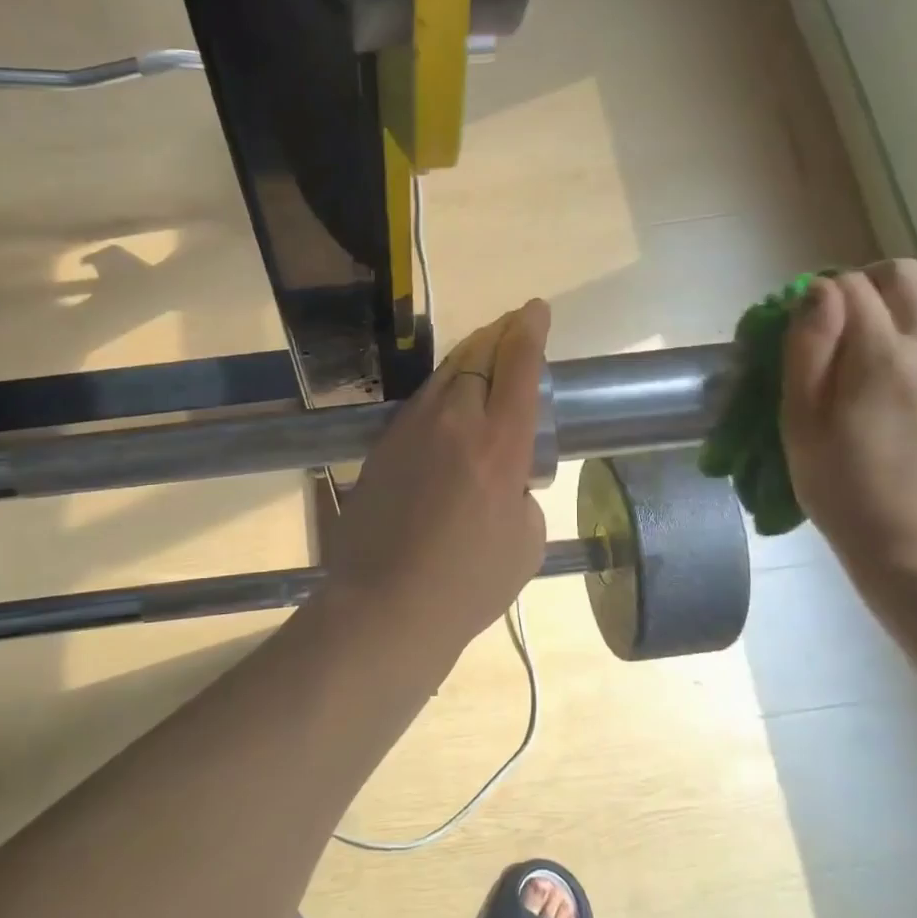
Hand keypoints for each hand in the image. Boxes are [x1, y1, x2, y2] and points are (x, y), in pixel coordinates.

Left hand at [319, 300, 551, 660]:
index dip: (530, 330)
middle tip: (512, 331)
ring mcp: (408, 432)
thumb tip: (506, 480)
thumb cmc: (468, 585)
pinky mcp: (380, 449)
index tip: (536, 310)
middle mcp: (452, 423)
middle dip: (498, 336)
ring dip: (467, 363)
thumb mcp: (526, 542)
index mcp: (499, 444)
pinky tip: (445, 414)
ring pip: (442, 378)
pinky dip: (440, 398)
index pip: (518, 365)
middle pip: (476, 357)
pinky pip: (418, 408)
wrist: (386, 606)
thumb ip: (522, 494)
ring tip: (482, 364)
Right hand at [782, 261, 916, 575]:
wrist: (916, 539)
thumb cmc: (841, 486)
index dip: (819, 294)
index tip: (804, 322)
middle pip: (902, 274)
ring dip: (907, 294)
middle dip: (864, 283)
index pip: (849, 287)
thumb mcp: (800, 423)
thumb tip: (817, 293)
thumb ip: (807, 350)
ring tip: (881, 328)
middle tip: (840, 319)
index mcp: (880, 356)